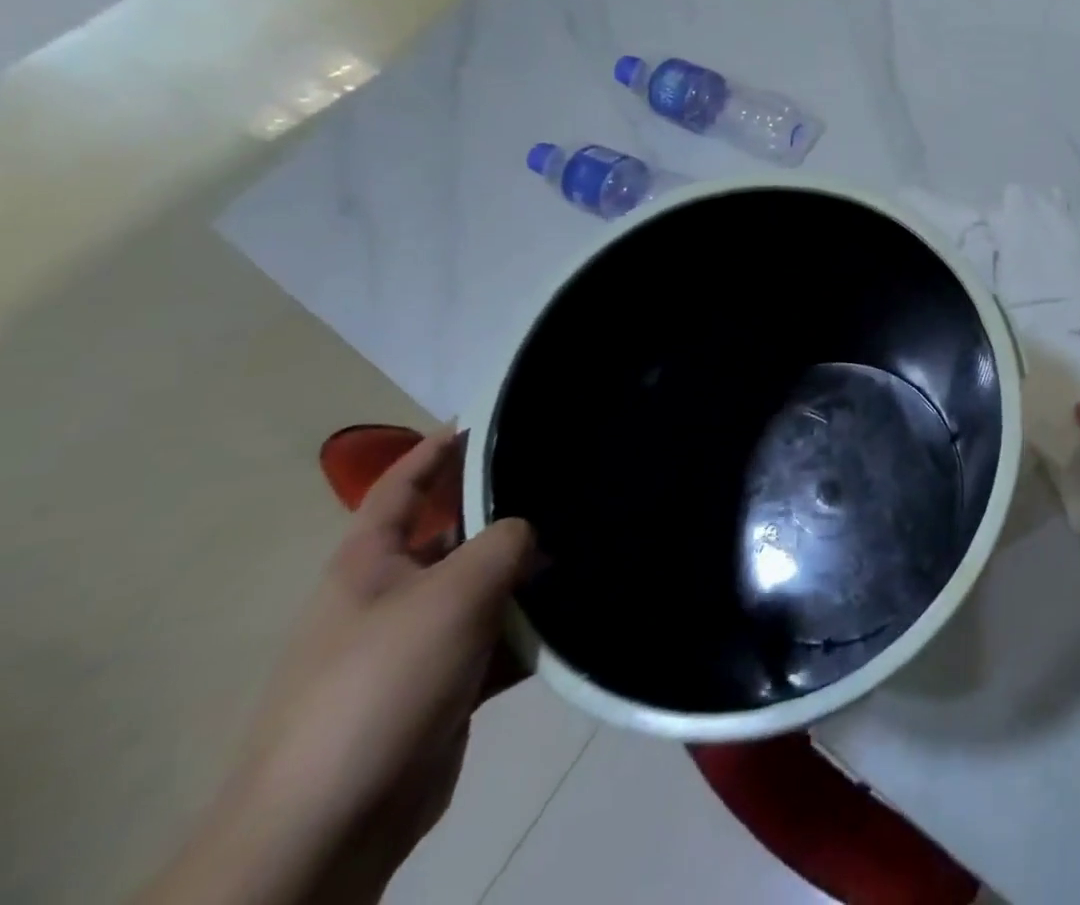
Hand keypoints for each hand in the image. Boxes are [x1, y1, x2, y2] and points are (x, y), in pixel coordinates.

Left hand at [143, 430, 535, 904]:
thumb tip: (532, 531)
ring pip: (484, 588)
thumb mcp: (452, 592)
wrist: (331, 822)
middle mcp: (391, 594)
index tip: (486, 417)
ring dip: (528, 575)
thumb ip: (504, 542)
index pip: (402, 485)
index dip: (437, 448)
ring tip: (588, 544)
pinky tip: (574, 615)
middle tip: (567, 481)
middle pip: (454, 533)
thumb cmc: (382, 681)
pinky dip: (529, 630)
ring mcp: (417, 643)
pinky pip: (496, 640)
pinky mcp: (443, 686)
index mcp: (370, 562)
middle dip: (506, 510)